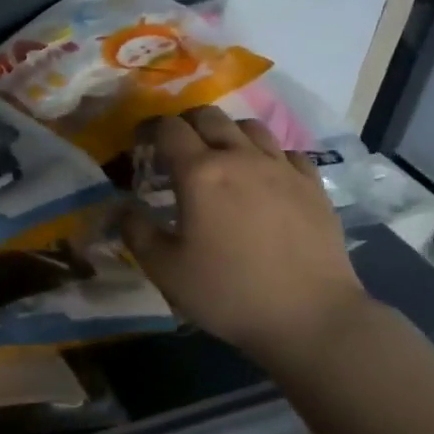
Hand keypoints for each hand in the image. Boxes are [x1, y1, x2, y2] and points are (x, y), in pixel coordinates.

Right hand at [122, 107, 368, 370]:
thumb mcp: (164, 269)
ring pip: (250, 127)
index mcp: (200, 173)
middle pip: (209, 116)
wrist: (309, 316)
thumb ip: (136, 231)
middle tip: (175, 149)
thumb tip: (121, 207)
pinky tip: (263, 178)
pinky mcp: (312, 185)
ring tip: (219, 158)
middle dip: (185, 124)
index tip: (139, 144)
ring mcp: (282, 168)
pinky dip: (266, 155)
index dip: (149, 130)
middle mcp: (241, 157)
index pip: (168, 129)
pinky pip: (285, 152)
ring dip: (227, 133)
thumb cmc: (228, 292)